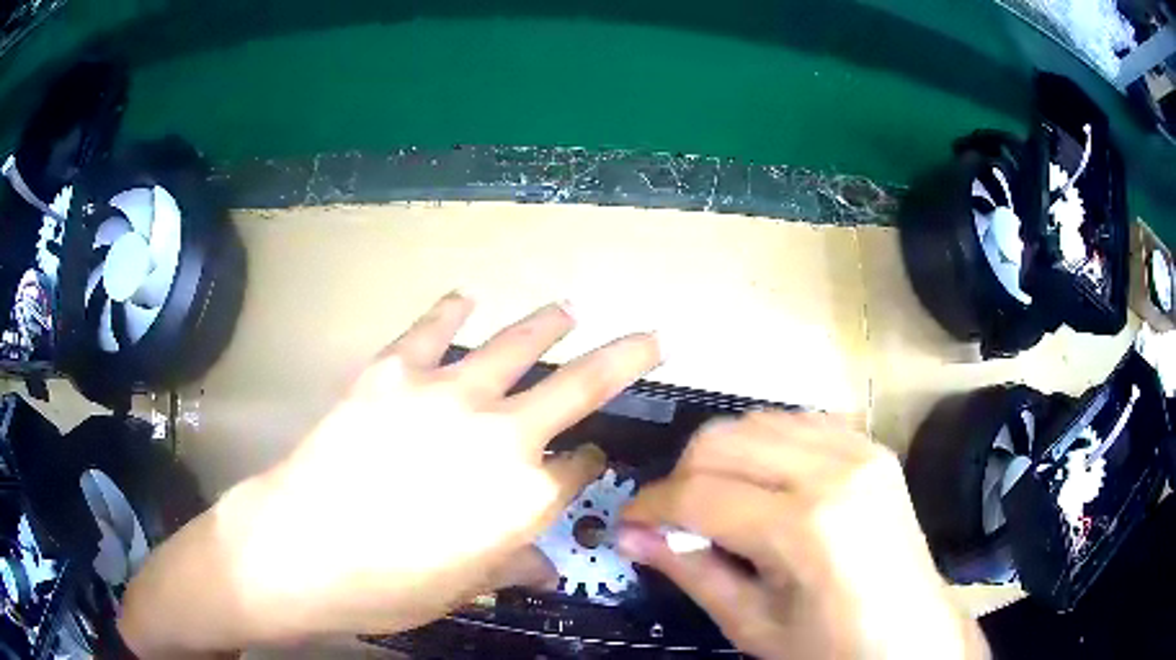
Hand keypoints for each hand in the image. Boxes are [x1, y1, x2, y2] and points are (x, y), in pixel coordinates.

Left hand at [119, 293, 660, 652]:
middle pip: (581, 387)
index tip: (591, 458)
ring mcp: (448, 394)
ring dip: (548, 325)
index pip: (580, 468)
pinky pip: (433, 328)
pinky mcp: (396, 371)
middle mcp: (503, 437)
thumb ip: (510, 568)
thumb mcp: (460, 590)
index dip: (590, 463)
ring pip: (518, 344)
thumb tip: (545, 569)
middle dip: (625, 360)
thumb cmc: (386, 586)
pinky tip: (464, 297)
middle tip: (650, 339)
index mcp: (525, 500)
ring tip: (567, 310)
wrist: (301, 549)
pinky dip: (451, 309)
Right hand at [619, 412, 987, 658]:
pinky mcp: (871, 445)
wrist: (910, 634)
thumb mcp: (752, 623)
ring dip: (721, 458)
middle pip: (721, 440)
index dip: (650, 507)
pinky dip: (765, 447)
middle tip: (675, 519)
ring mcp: (859, 449)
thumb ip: (690, 571)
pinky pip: (797, 423)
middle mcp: (833, 470)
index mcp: (805, 527)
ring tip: (719, 503)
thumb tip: (631, 536)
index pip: (698, 494)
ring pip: (755, 421)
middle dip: (681, 477)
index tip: (629, 523)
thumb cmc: (831, 645)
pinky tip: (766, 486)